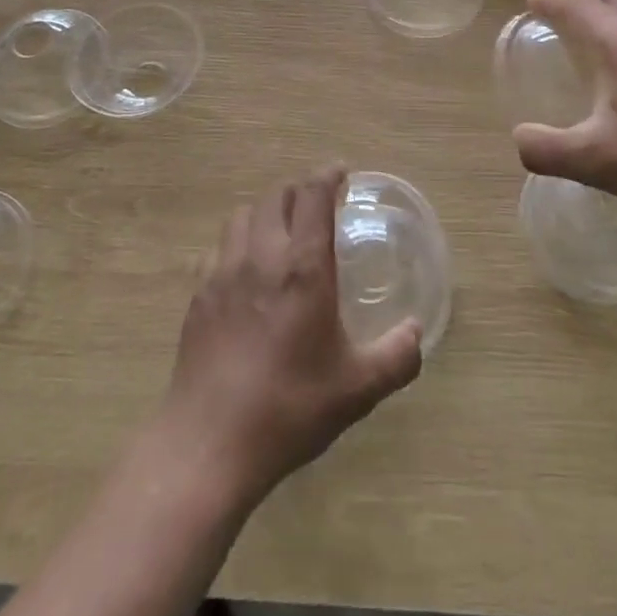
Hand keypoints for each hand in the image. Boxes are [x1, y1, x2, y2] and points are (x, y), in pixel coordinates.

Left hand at [159, 167, 422, 507]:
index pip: (313, 195)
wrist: (209, 442)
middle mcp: (261, 256)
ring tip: (281, 233)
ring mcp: (224, 271)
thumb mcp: (357, 389)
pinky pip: (219, 247)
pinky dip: (238, 243)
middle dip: (299, 191)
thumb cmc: (289, 408)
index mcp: (302, 267)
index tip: (341, 173)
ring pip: (243, 214)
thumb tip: (417, 332)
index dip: (328, 175)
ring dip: (266, 212)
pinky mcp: (199, 293)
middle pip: (276, 195)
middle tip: (317, 207)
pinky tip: (246, 272)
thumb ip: (396, 357)